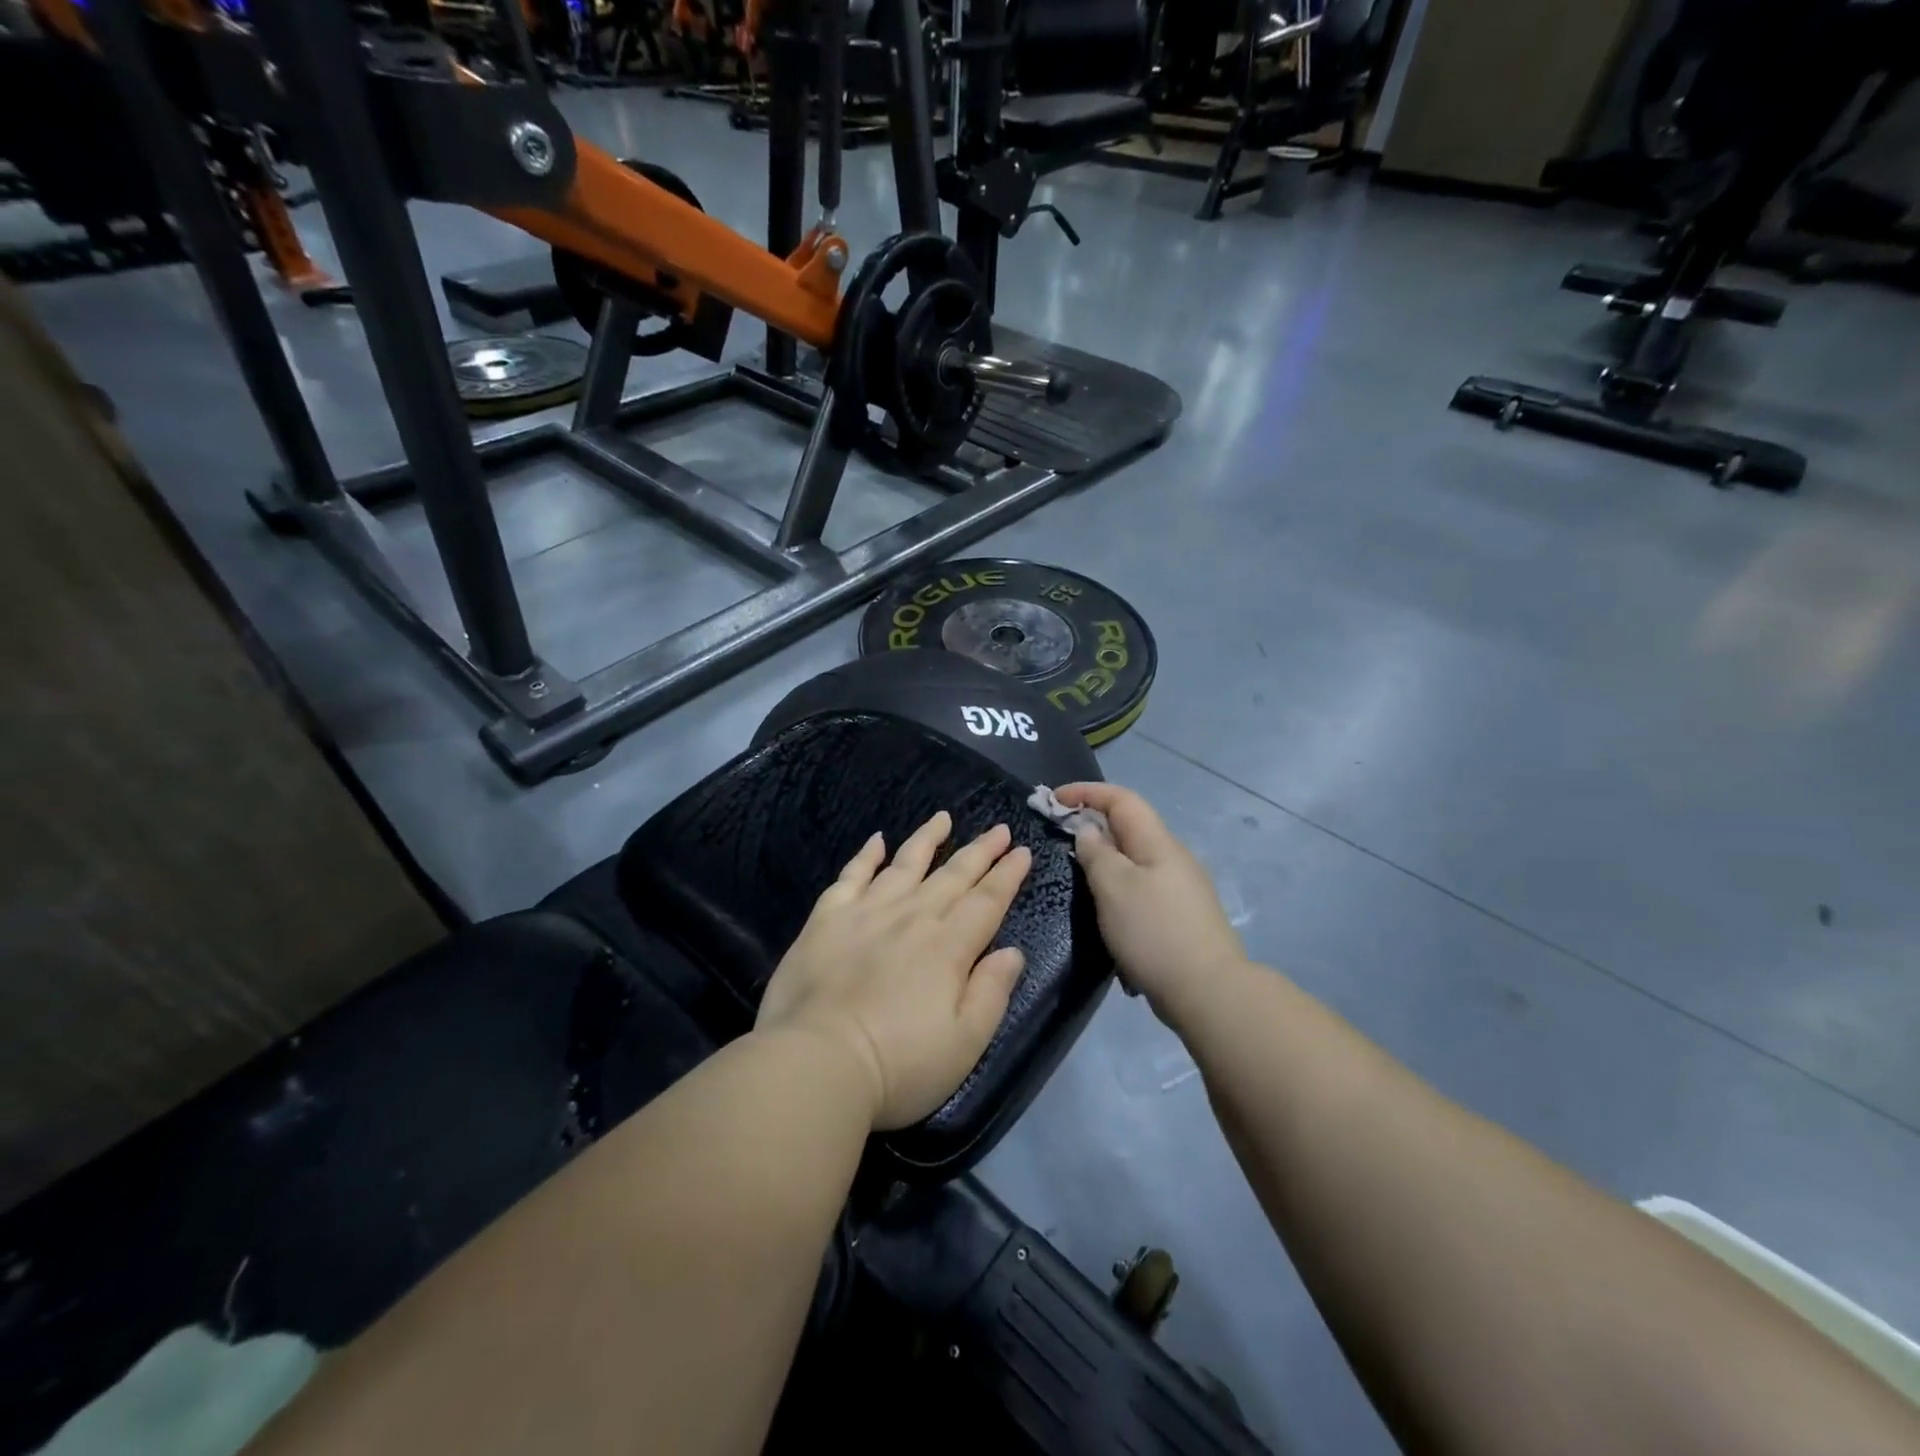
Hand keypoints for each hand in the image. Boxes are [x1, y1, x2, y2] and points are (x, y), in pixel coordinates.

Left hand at [756, 813, 1032, 1131]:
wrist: (817, 1063)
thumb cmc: (899, 1065)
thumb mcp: (965, 1043)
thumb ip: (992, 992)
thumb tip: (1011, 951)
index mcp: (948, 946)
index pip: (987, 901)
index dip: (1007, 875)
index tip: (1021, 850)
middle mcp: (912, 917)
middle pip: (953, 875)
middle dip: (980, 850)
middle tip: (998, 828)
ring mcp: (867, 912)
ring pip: (905, 864)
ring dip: (927, 839)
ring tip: (944, 817)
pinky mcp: (827, 919)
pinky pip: (852, 875)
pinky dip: (866, 855)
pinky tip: (877, 840)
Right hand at [1053, 783, 1245, 1025]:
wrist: (1209, 992)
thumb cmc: (1154, 932)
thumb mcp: (1114, 887)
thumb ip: (1097, 853)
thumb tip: (1089, 831)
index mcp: (1158, 842)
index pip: (1121, 799)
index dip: (1086, 792)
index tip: (1053, 799)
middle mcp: (1172, 857)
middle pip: (1129, 826)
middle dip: (1092, 823)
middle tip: (1058, 835)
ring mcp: (1180, 888)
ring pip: (1134, 858)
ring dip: (1104, 857)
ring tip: (1077, 873)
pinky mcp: (1180, 916)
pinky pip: (1141, 886)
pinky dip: (1117, 886)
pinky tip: (1106, 911)